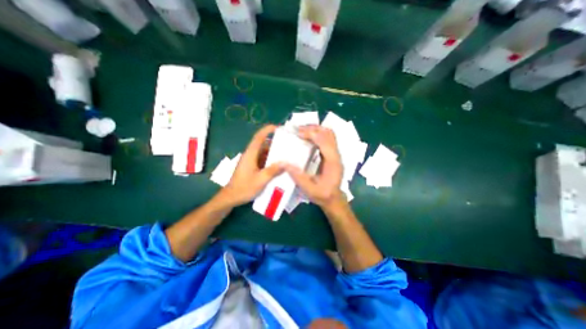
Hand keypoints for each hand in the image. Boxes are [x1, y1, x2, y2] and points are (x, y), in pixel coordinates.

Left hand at [223, 124, 285, 204]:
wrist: (230, 198)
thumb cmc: (244, 188)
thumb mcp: (261, 180)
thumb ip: (273, 170)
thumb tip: (285, 162)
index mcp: (250, 154)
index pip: (259, 137)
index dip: (267, 130)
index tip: (278, 127)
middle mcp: (250, 155)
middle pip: (263, 144)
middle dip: (275, 143)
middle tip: (288, 144)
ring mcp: (251, 161)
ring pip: (263, 153)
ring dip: (273, 153)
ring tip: (286, 155)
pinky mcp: (251, 167)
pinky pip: (262, 160)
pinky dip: (270, 161)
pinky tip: (278, 166)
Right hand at [283, 125, 344, 207]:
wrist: (334, 199)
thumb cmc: (323, 195)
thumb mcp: (309, 190)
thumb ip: (298, 177)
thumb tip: (284, 163)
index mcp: (333, 162)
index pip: (324, 141)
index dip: (311, 134)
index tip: (297, 133)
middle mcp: (336, 155)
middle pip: (328, 133)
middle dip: (313, 128)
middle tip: (298, 129)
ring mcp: (335, 154)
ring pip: (328, 134)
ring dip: (315, 130)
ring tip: (301, 131)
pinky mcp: (332, 154)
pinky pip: (326, 139)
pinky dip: (317, 135)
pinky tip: (307, 138)